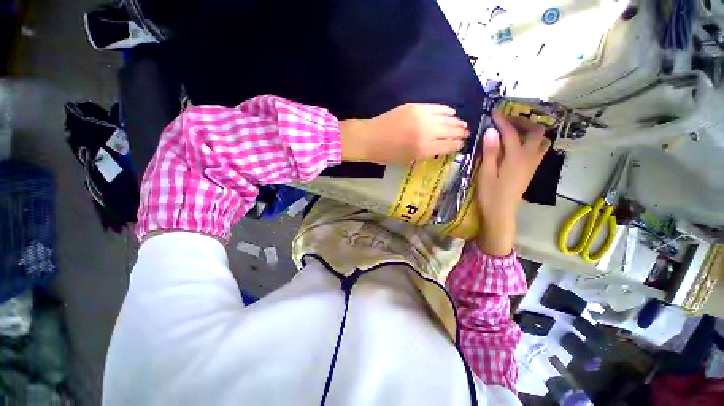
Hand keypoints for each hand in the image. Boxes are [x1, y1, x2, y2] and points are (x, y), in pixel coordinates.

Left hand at [340, 103, 468, 164]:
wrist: (370, 138)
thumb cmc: (387, 155)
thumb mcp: (407, 160)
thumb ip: (426, 154)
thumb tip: (441, 147)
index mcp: (423, 149)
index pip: (447, 146)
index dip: (457, 145)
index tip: (462, 144)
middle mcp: (426, 132)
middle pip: (450, 131)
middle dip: (461, 133)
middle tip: (467, 133)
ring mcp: (421, 117)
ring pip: (446, 118)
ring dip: (456, 122)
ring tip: (462, 124)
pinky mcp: (415, 107)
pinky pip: (436, 107)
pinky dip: (446, 110)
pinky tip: (451, 112)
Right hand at [476, 111, 550, 255]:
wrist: (501, 213)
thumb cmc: (490, 194)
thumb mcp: (485, 173)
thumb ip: (490, 152)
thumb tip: (491, 131)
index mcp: (516, 157)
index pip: (511, 133)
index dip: (502, 120)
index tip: (494, 112)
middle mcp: (529, 158)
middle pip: (536, 132)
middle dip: (522, 122)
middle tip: (506, 121)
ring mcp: (533, 164)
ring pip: (541, 141)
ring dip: (530, 131)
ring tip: (514, 132)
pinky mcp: (531, 170)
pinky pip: (539, 150)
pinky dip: (531, 141)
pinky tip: (517, 146)